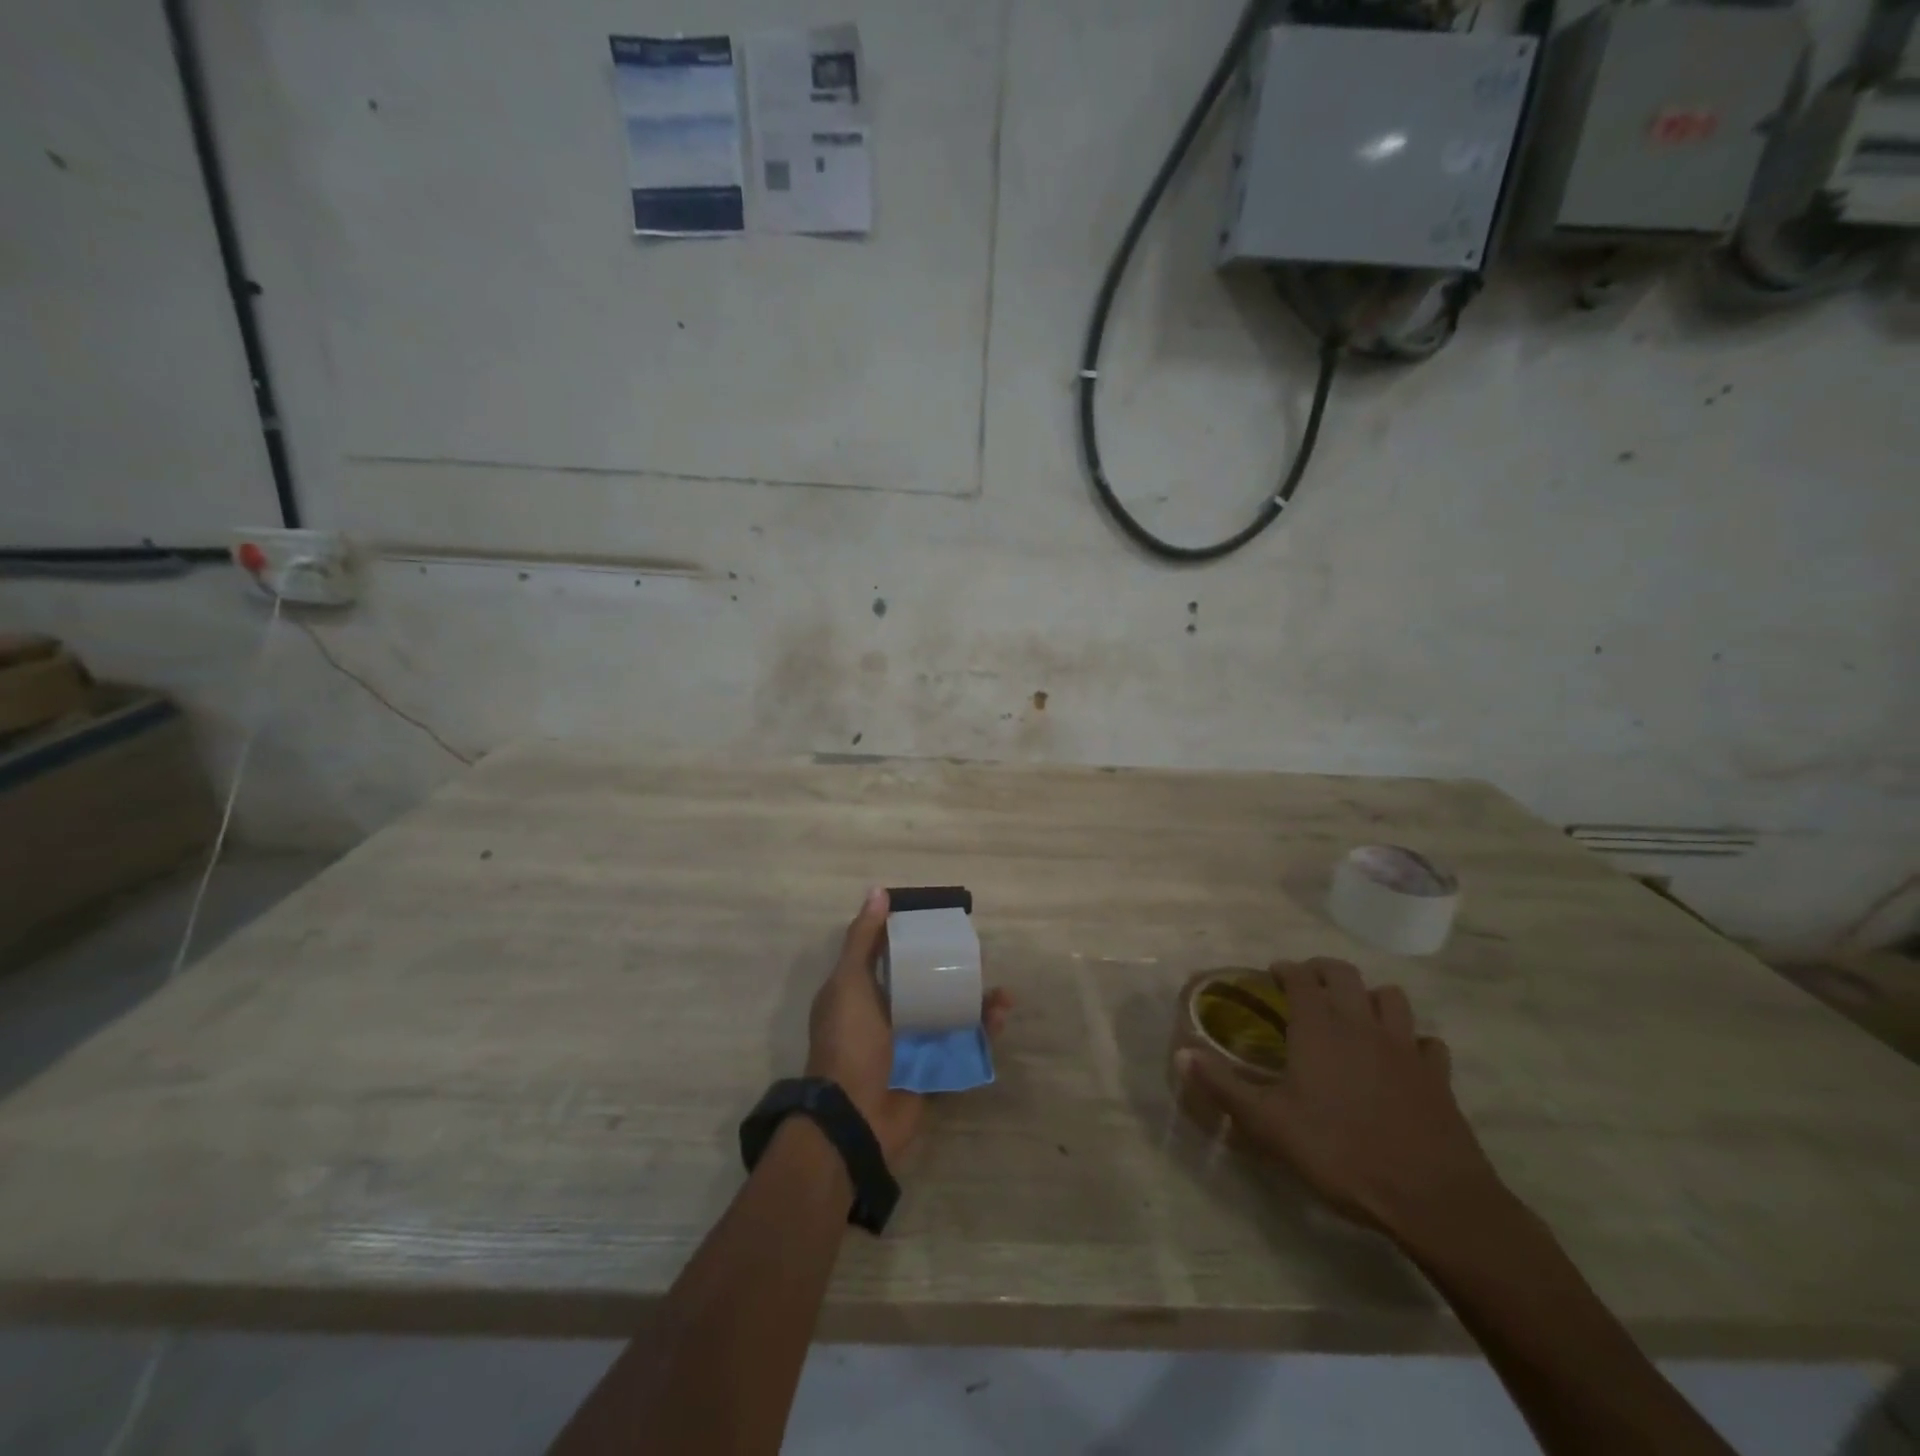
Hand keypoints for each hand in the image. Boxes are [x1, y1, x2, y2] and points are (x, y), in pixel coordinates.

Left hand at [806, 888, 1012, 1162]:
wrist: (855, 1118)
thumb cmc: (849, 1042)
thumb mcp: (849, 983)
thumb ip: (863, 940)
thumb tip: (878, 891)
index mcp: (862, 991)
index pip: (890, 954)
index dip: (913, 936)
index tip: (941, 921)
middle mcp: (887, 1014)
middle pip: (925, 982)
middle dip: (953, 969)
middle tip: (980, 956)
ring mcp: (911, 1042)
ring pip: (949, 1011)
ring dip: (975, 1000)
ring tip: (1001, 992)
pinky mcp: (933, 1067)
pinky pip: (961, 1043)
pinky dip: (982, 1031)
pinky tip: (999, 1016)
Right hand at [1176, 958, 1506, 1251]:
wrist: (1431, 1198)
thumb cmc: (1340, 1153)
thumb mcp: (1268, 1124)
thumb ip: (1223, 1086)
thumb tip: (1181, 1054)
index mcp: (1319, 1027)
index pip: (1300, 977)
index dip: (1284, 970)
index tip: (1272, 976)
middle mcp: (1362, 1024)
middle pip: (1344, 974)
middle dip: (1322, 972)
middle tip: (1307, 986)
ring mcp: (1405, 1047)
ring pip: (1391, 998)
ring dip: (1370, 998)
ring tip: (1355, 1015)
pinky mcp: (1437, 1076)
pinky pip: (1427, 1043)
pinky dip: (1413, 1042)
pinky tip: (1402, 1060)